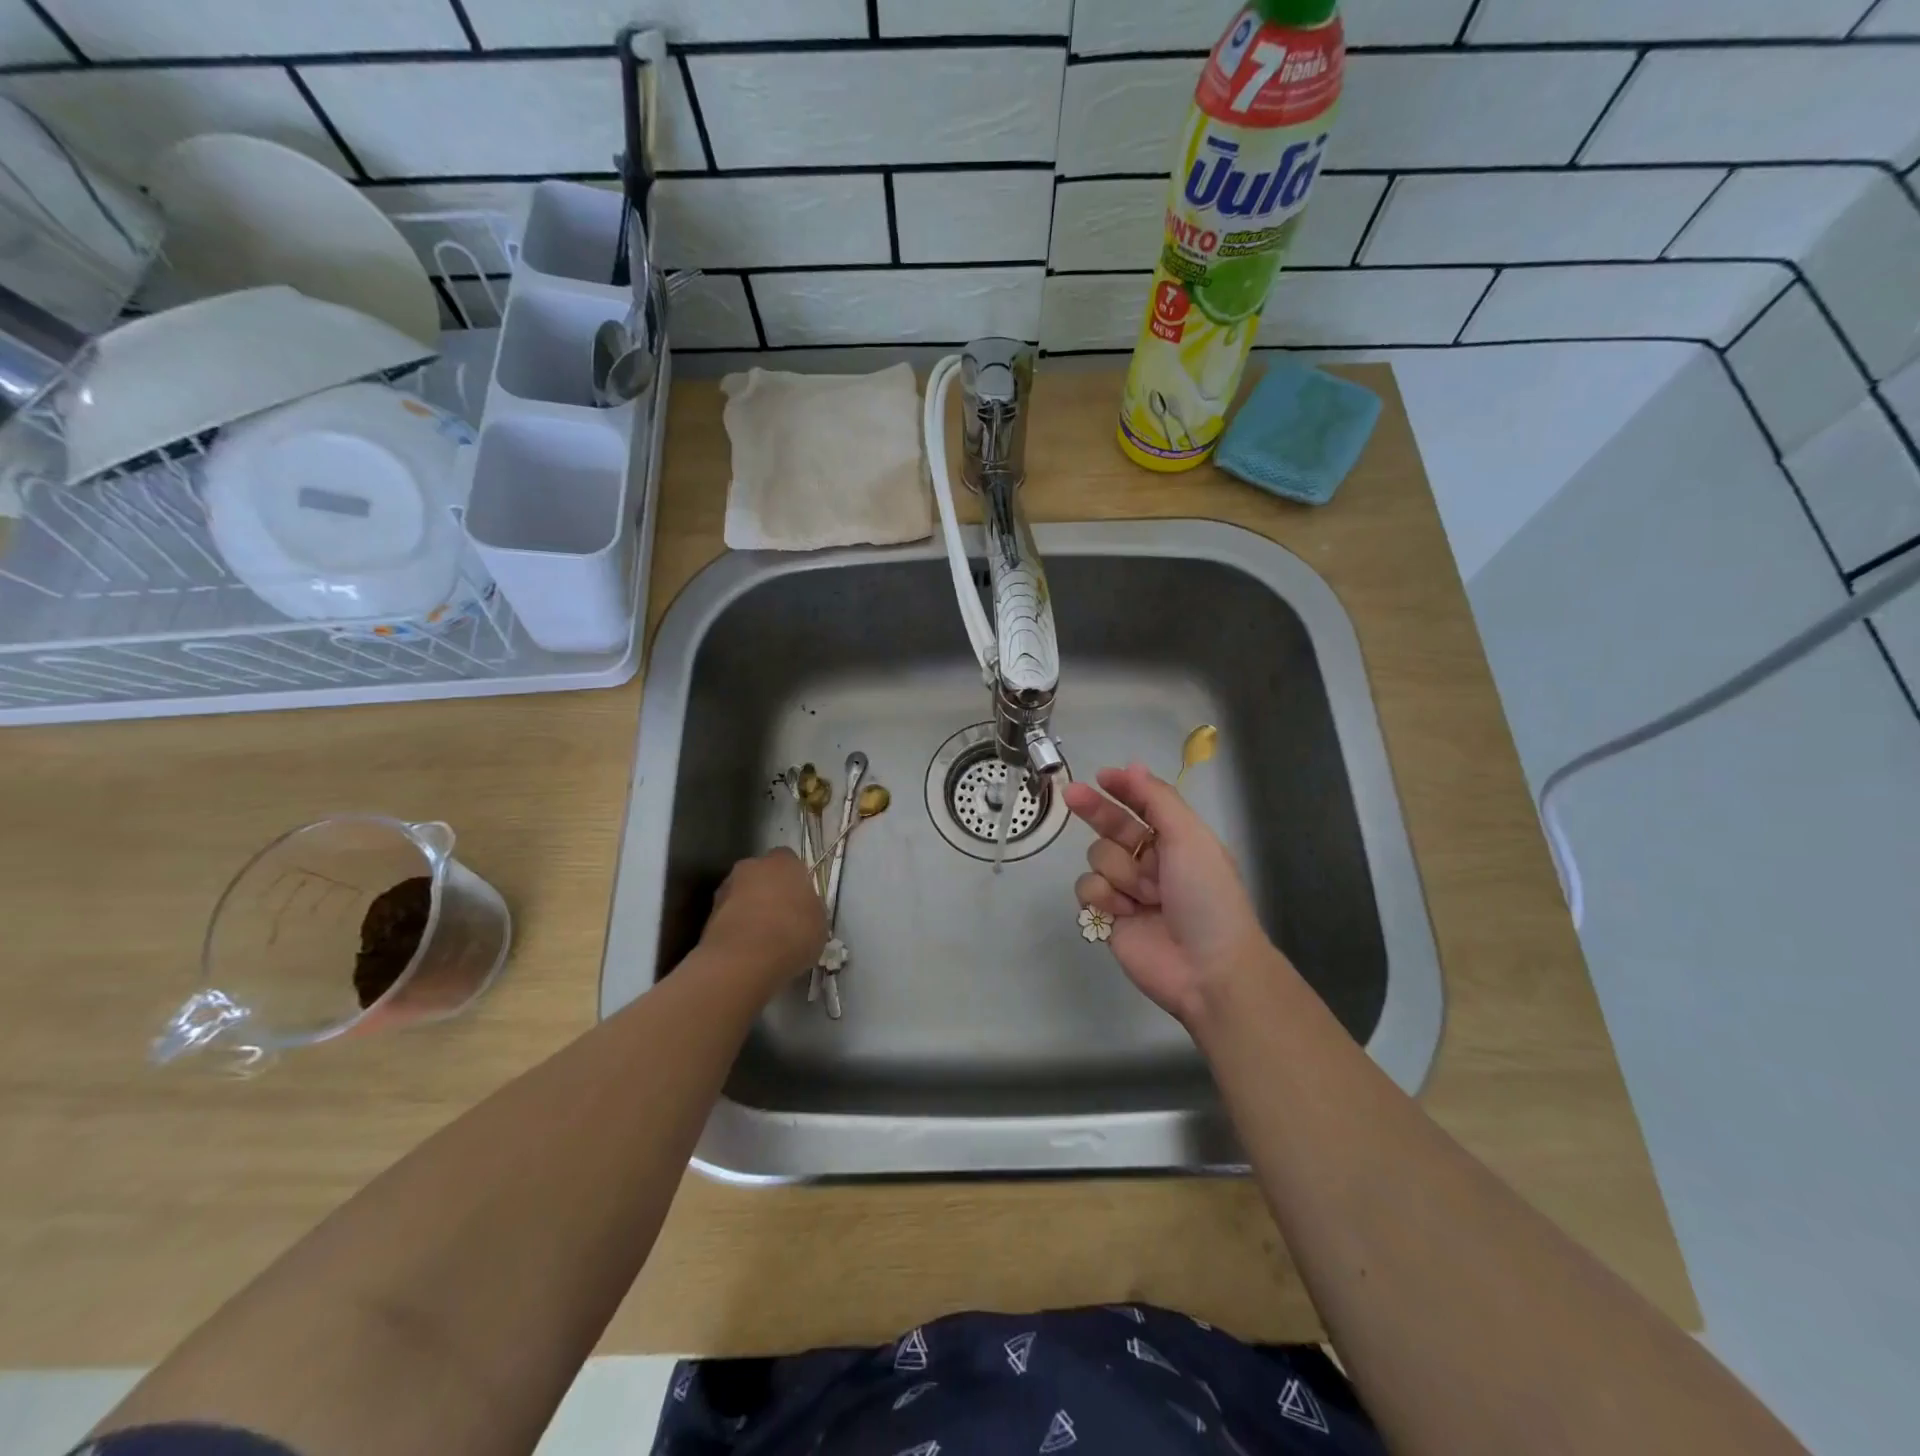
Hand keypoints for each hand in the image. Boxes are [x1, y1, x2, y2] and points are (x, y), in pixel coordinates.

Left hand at [699, 848, 827, 994]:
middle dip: (769, 892)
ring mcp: (725, 890)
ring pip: (742, 896)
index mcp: (782, 862)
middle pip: (761, 875)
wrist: (743, 961)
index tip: (801, 900)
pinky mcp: (708, 917)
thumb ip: (810, 907)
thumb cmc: (792, 933)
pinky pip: (730, 918)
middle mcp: (750, 867)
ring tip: (763, 940)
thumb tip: (803, 909)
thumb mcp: (820, 921)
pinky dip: (737, 930)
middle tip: (782, 918)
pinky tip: (748, 951)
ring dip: (750, 911)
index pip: (790, 861)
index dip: (796, 880)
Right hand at [1063, 763, 1274, 1026]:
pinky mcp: (1107, 916)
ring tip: (1144, 894)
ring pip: (1098, 857)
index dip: (1122, 789)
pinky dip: (1104, 897)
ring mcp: (1127, 889)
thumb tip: (1133, 767)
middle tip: (1071, 794)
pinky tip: (1124, 912)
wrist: (1207, 967)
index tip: (1101, 776)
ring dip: (1118, 870)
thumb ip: (1158, 799)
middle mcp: (1150, 860)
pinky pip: (1087, 889)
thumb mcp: (1190, 838)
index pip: (1143, 805)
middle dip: (1095, 810)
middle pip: (1111, 826)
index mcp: (1176, 840)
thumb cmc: (1206, 895)